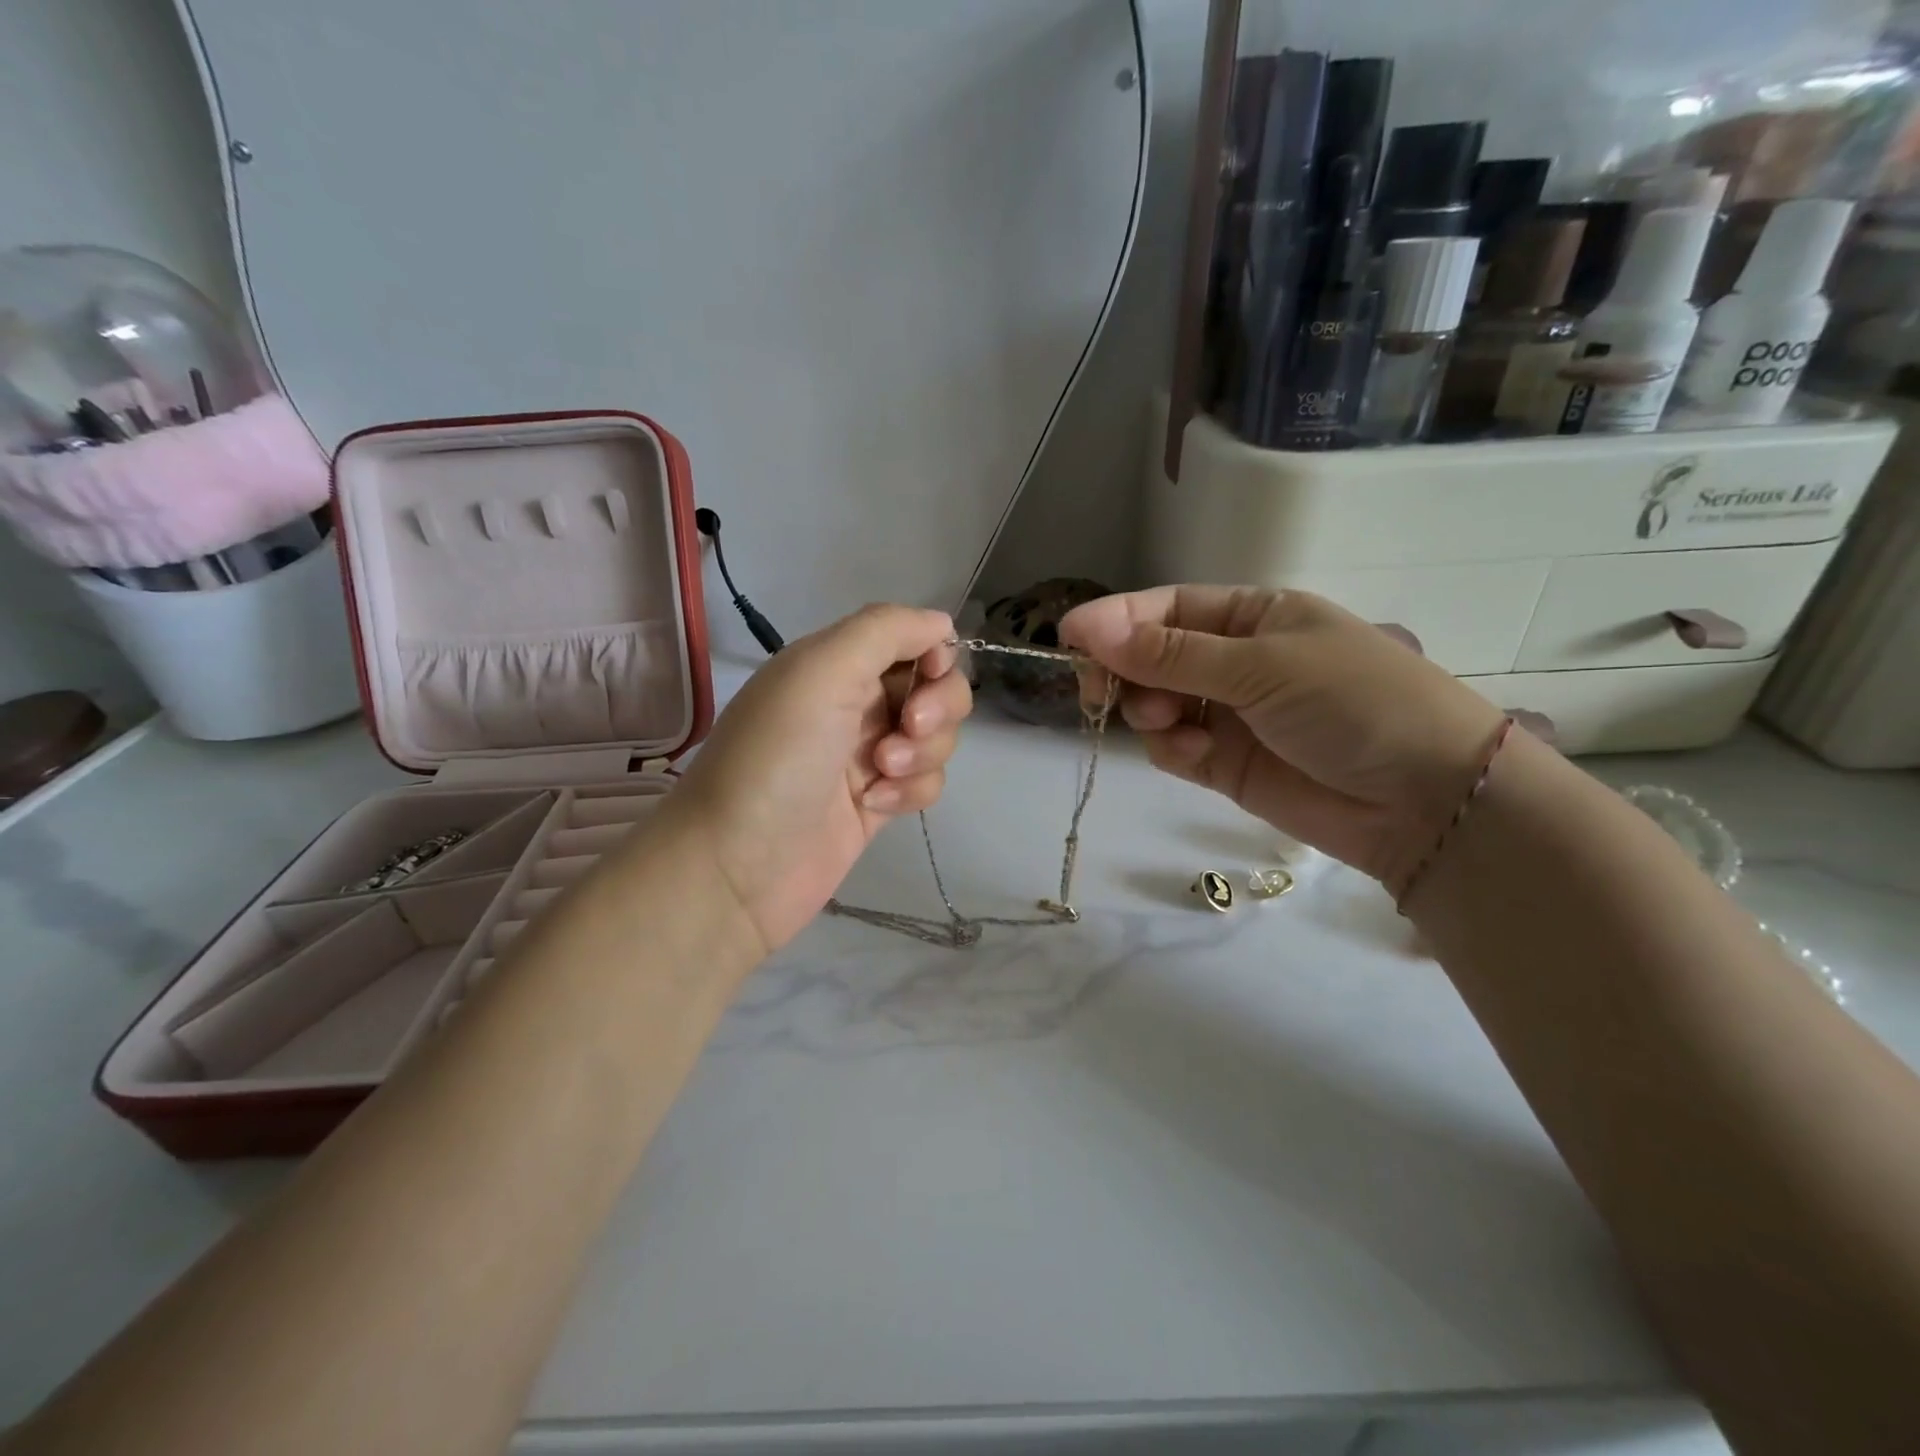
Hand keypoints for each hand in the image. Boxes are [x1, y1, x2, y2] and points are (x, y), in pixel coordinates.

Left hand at [657, 604, 971, 953]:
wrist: (737, 866)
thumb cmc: (777, 757)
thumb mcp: (821, 670)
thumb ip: (885, 630)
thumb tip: (942, 624)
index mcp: (836, 661)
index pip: (913, 637)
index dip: (934, 652)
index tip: (928, 675)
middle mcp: (856, 701)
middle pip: (935, 686)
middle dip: (936, 706)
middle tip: (907, 727)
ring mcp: (868, 754)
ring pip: (937, 737)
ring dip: (922, 753)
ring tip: (879, 775)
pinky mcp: (878, 802)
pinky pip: (926, 782)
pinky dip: (911, 791)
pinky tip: (875, 807)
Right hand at [1060, 586, 1506, 888]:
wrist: (1425, 800)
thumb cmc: (1353, 702)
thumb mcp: (1261, 665)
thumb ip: (1170, 654)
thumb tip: (1087, 628)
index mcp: (1251, 616)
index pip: (1165, 609)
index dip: (1115, 620)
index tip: (1068, 637)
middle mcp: (1234, 661)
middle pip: (1150, 657)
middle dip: (1124, 671)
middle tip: (1100, 690)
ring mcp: (1228, 714)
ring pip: (1153, 705)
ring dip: (1148, 712)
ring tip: (1172, 725)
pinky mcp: (1225, 764)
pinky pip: (1173, 747)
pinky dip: (1171, 749)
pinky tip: (1195, 755)